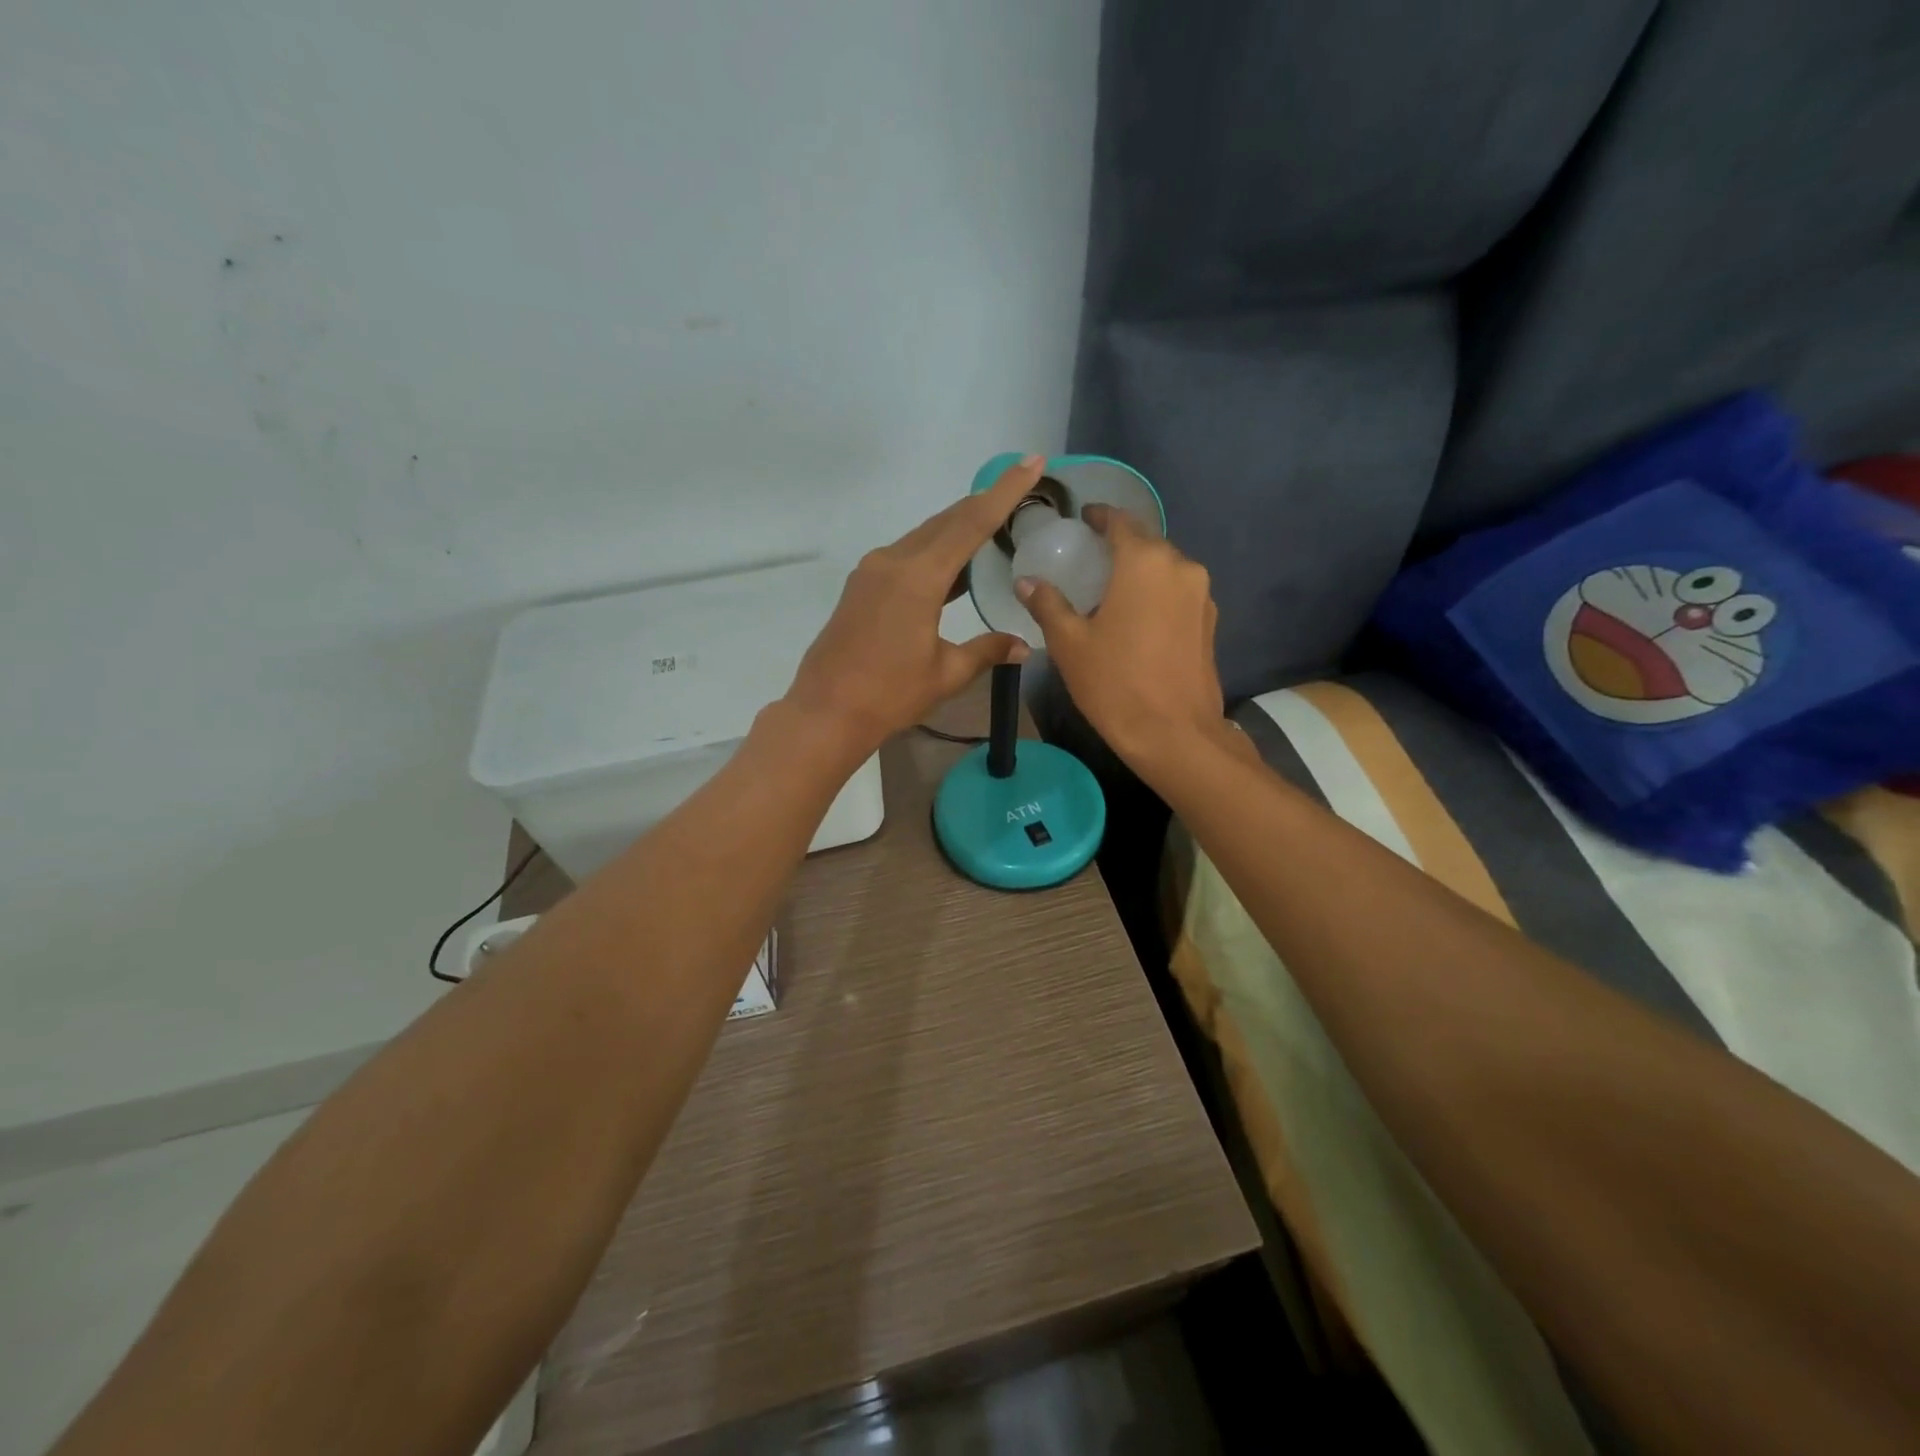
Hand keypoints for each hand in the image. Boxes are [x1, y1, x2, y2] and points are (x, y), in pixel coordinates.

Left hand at [783, 455, 1044, 757]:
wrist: (826, 712)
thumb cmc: (889, 695)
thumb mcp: (946, 673)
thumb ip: (986, 651)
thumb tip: (1024, 646)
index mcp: (918, 577)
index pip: (971, 523)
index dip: (1004, 492)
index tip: (1030, 463)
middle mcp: (892, 561)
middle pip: (945, 522)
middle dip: (983, 504)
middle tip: (1018, 491)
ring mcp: (871, 572)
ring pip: (923, 537)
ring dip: (957, 529)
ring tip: (992, 527)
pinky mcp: (861, 586)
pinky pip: (906, 555)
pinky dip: (934, 552)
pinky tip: (952, 566)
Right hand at [1017, 506, 1225, 774]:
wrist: (1174, 734)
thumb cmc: (1115, 683)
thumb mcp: (1070, 643)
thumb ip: (1048, 604)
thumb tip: (1026, 581)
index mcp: (1144, 562)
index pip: (1120, 522)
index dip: (1099, 516)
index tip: (1082, 519)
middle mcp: (1180, 567)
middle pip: (1146, 542)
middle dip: (1119, 545)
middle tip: (1090, 559)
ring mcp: (1202, 595)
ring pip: (1165, 568)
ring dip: (1140, 571)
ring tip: (1112, 590)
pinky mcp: (1210, 622)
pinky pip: (1178, 593)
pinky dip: (1157, 594)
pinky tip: (1137, 616)